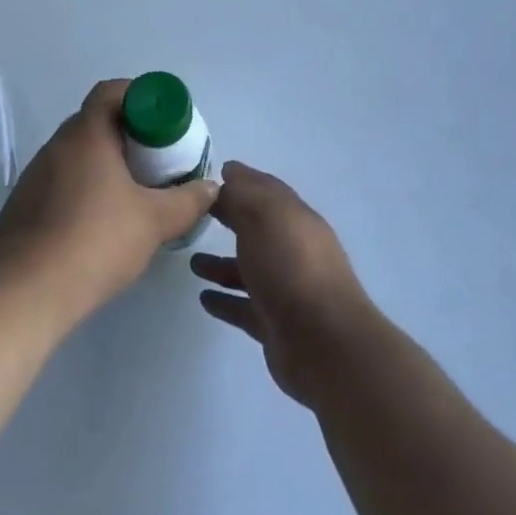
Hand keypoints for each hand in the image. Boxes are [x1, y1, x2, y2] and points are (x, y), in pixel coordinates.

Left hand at [0, 79, 217, 325]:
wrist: (26, 293)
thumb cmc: (95, 241)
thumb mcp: (154, 221)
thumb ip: (188, 201)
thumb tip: (211, 187)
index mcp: (86, 134)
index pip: (110, 91)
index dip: (138, 96)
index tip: (160, 119)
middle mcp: (56, 145)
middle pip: (94, 121)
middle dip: (127, 133)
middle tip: (155, 157)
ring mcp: (35, 175)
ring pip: (77, 154)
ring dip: (103, 163)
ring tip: (131, 192)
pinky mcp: (23, 205)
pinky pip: (60, 181)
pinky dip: (83, 188)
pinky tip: (98, 221)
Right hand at [192, 163, 375, 407]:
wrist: (322, 341)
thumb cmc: (290, 265)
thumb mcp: (262, 215)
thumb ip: (241, 195)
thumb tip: (229, 175)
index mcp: (294, 218)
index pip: (266, 190)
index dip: (242, 179)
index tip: (215, 173)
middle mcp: (292, 249)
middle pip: (257, 228)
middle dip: (230, 218)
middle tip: (196, 214)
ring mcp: (285, 289)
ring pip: (248, 270)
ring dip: (221, 264)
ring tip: (192, 262)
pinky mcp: (275, 324)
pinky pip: (244, 307)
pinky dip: (225, 300)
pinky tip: (203, 298)